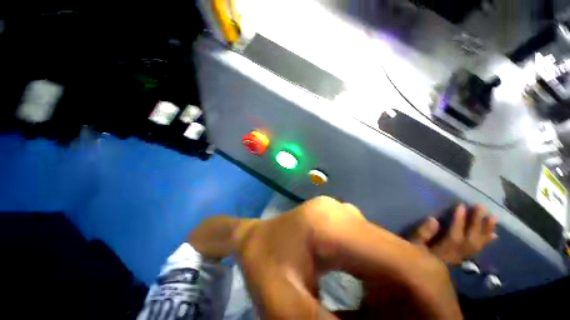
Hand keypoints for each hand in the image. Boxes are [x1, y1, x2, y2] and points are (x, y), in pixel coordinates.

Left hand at [235, 196, 462, 318]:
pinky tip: (369, 311)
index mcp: (331, 224)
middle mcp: (347, 215)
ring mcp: (348, 218)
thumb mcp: (283, 304)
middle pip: (407, 259)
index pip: (402, 259)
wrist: (255, 237)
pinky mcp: (347, 227)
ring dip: (404, 303)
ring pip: (397, 262)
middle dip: (424, 305)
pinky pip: (381, 261)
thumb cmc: (262, 263)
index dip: (438, 302)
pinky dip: (386, 293)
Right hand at [410, 204, 497, 264]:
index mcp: (442, 252)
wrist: (421, 276)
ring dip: (485, 231)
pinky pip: (477, 250)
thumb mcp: (412, 246)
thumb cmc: (413, 256)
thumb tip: (434, 220)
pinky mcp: (463, 257)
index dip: (459, 222)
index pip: (454, 237)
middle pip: (470, 240)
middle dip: (476, 223)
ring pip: (477, 245)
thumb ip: (422, 234)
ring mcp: (461, 257)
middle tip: (481, 207)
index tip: (461, 206)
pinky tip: (494, 235)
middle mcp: (456, 255)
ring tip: (492, 217)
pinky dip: (486, 242)